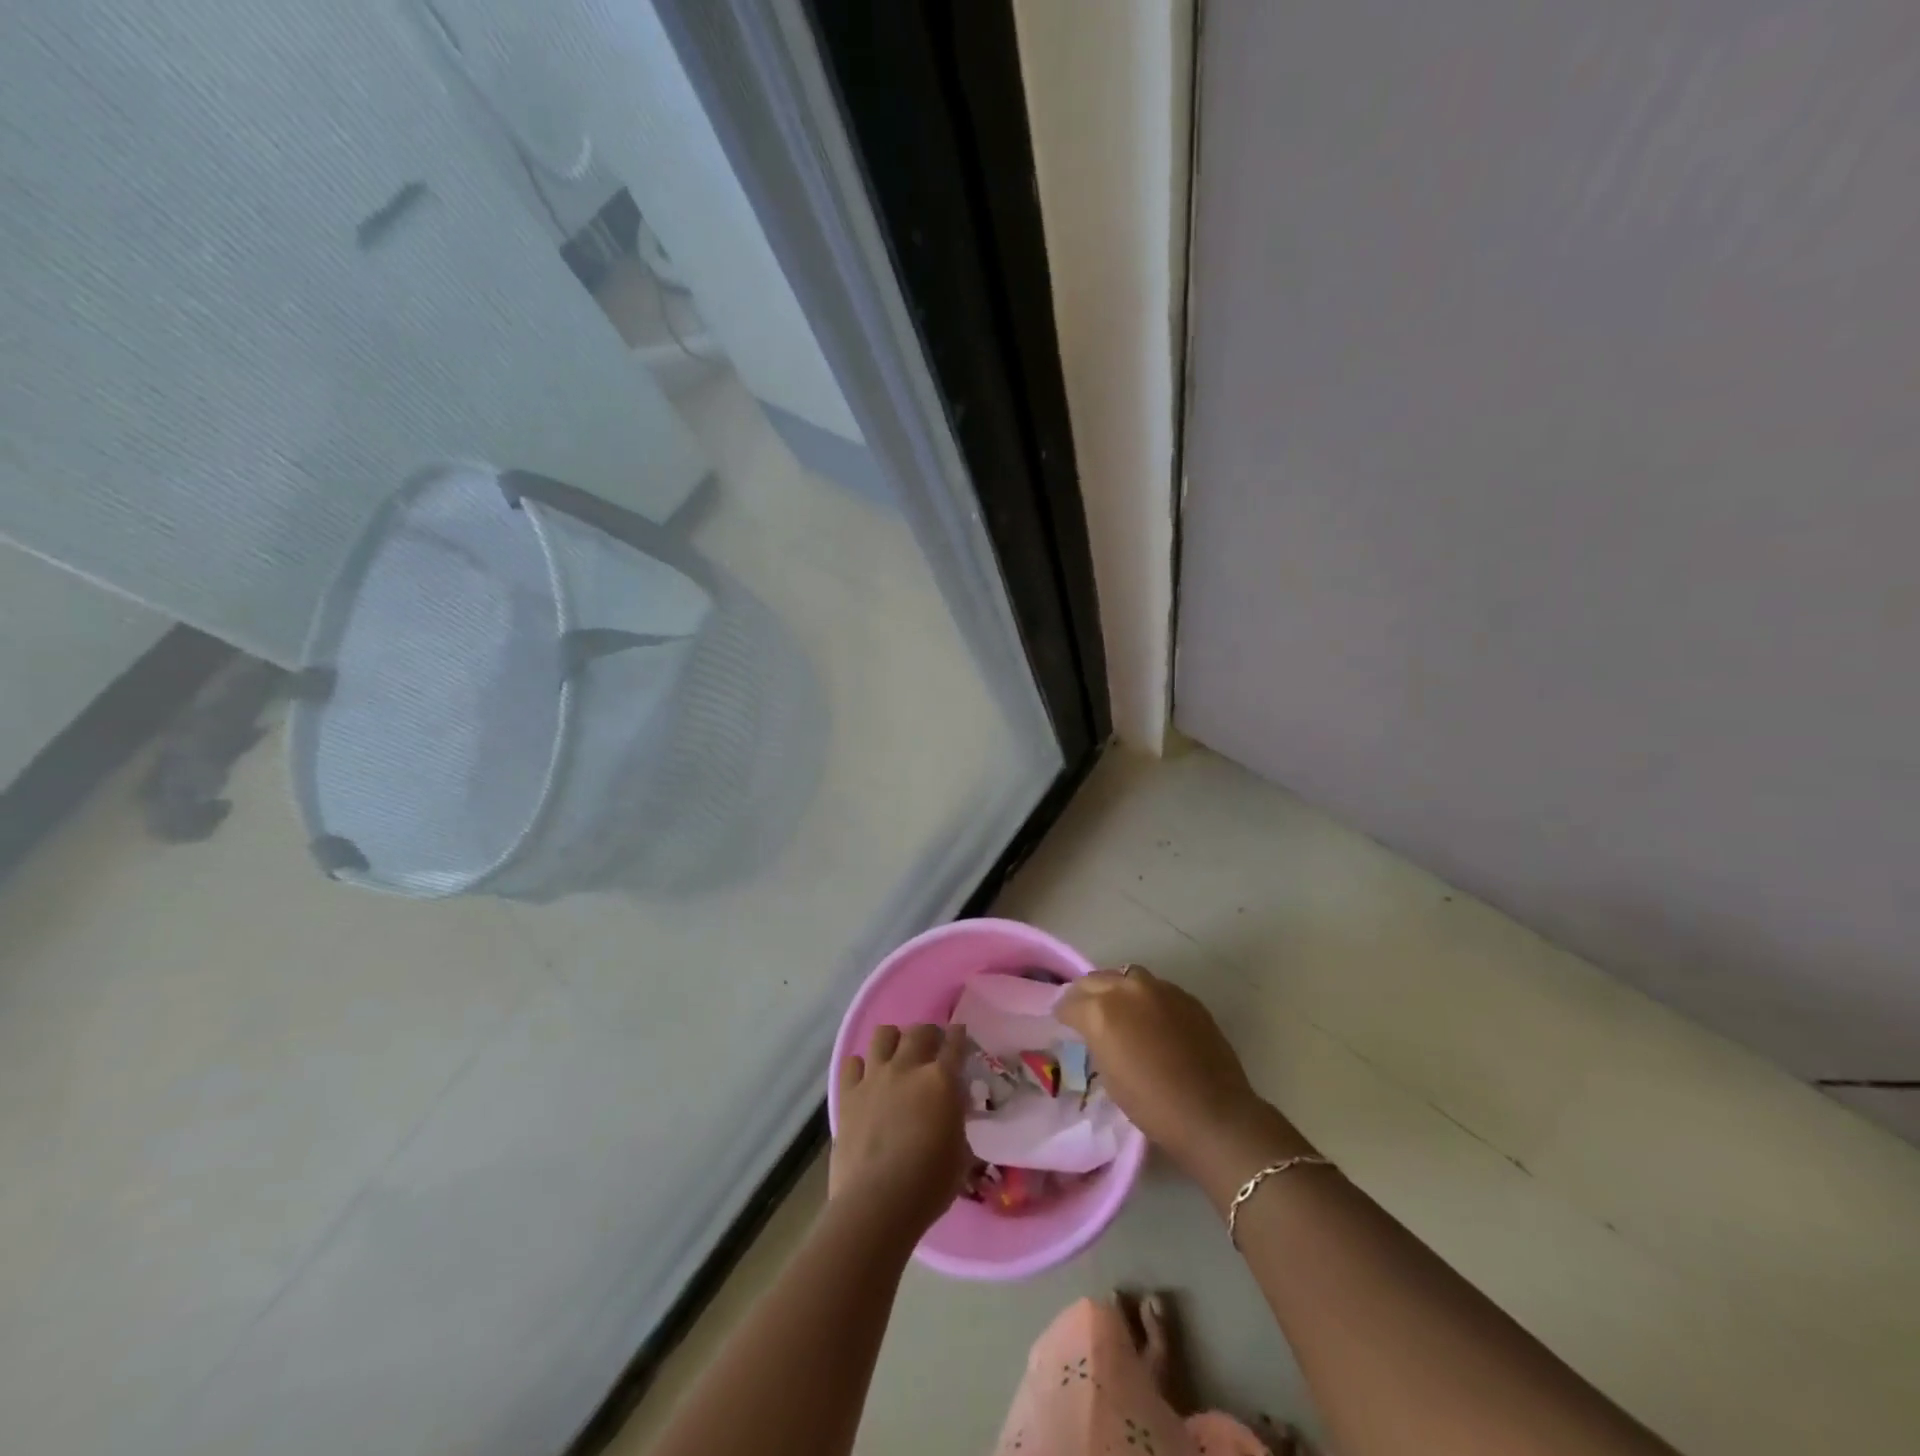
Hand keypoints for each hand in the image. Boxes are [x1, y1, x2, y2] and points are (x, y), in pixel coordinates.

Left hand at [831, 1024, 970, 1236]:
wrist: (877, 1203)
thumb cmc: (928, 1184)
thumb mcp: (960, 1153)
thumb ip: (957, 1121)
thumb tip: (953, 1108)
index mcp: (941, 1080)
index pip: (955, 1044)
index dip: (959, 1035)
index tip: (960, 1034)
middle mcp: (907, 1068)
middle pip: (919, 1031)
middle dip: (929, 1034)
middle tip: (933, 1047)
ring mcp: (874, 1077)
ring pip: (883, 1035)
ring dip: (894, 1039)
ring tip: (898, 1053)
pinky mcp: (848, 1094)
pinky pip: (852, 1063)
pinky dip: (861, 1065)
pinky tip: (867, 1077)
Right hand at [1057, 966, 1278, 1173]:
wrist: (1212, 1113)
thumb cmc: (1152, 1105)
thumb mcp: (1108, 1075)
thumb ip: (1097, 1039)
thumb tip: (1096, 1030)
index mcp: (1101, 1010)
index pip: (1070, 1002)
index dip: (1063, 1014)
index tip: (1063, 1023)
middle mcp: (1127, 989)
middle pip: (1095, 980)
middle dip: (1086, 995)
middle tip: (1084, 1013)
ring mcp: (1160, 988)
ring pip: (1126, 976)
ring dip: (1116, 989)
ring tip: (1118, 1009)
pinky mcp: (1185, 996)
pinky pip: (1155, 988)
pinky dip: (1145, 997)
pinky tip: (1150, 1018)